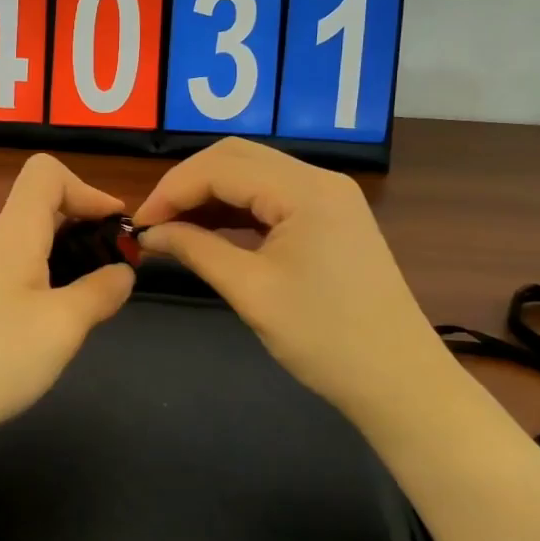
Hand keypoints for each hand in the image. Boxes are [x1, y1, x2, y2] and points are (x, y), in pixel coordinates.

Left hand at [0, 155, 135, 449]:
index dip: (88, 190)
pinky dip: (52, 288)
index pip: (47, 174)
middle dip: (88, 229)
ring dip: (73, 262)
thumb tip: (123, 271)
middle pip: (46, 208)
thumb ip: (99, 293)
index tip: (117, 229)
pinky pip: (23, 278)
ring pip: (36, 246)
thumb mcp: (61, 325)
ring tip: (97, 303)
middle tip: (118, 270)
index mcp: (17, 232)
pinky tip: (59, 328)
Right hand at [132, 138, 441, 434]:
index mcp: (305, 190)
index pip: (221, 166)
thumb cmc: (325, 340)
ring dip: (210, 196)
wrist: (400, 382)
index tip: (139, 225)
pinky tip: (209, 232)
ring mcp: (329, 197)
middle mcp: (319, 179)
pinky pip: (272, 199)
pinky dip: (236, 211)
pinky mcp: (331, 219)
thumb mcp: (251, 292)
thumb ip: (196, 250)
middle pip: (236, 158)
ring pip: (253, 175)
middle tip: (154, 224)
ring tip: (173, 230)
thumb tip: (150, 233)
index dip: (172, 189)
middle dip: (188, 185)